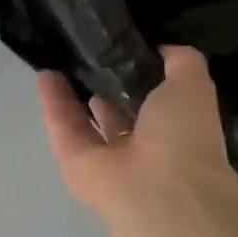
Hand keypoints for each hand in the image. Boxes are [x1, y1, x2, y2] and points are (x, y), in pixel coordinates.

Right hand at [36, 48, 237, 234]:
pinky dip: (53, 102)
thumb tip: (163, 49)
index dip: (140, 78)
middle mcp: (140, 147)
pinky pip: (62, 127)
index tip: (125, 51)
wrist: (155, 187)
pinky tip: (44, 74)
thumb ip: (182, 62)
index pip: (154, 103)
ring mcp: (104, 158)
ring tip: (59, 61)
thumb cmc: (182, 136)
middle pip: (116, 115)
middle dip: (104, 89)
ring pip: (84, 122)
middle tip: (87, 56)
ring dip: (71, 95)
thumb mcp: (193, 86)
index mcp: (174, 131)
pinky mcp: (73, 161)